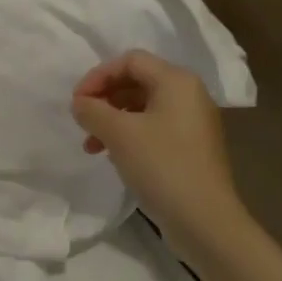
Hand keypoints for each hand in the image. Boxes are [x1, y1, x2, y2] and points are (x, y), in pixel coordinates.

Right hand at [72, 50, 241, 252]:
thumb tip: (81, 103)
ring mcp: (193, 123)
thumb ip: (93, 110)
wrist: (204, 220)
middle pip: (137, 81)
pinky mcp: (191, 148)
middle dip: (104, 98)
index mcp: (176, 81)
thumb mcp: (119, 133)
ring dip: (112, 120)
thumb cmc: (161, 166)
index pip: (129, 61)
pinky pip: (154, 128)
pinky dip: (129, 135)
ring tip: (92, 145)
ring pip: (143, 107)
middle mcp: (189, 95)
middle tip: (83, 122)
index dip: (98, 76)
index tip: (77, 102)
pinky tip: (114, 156)